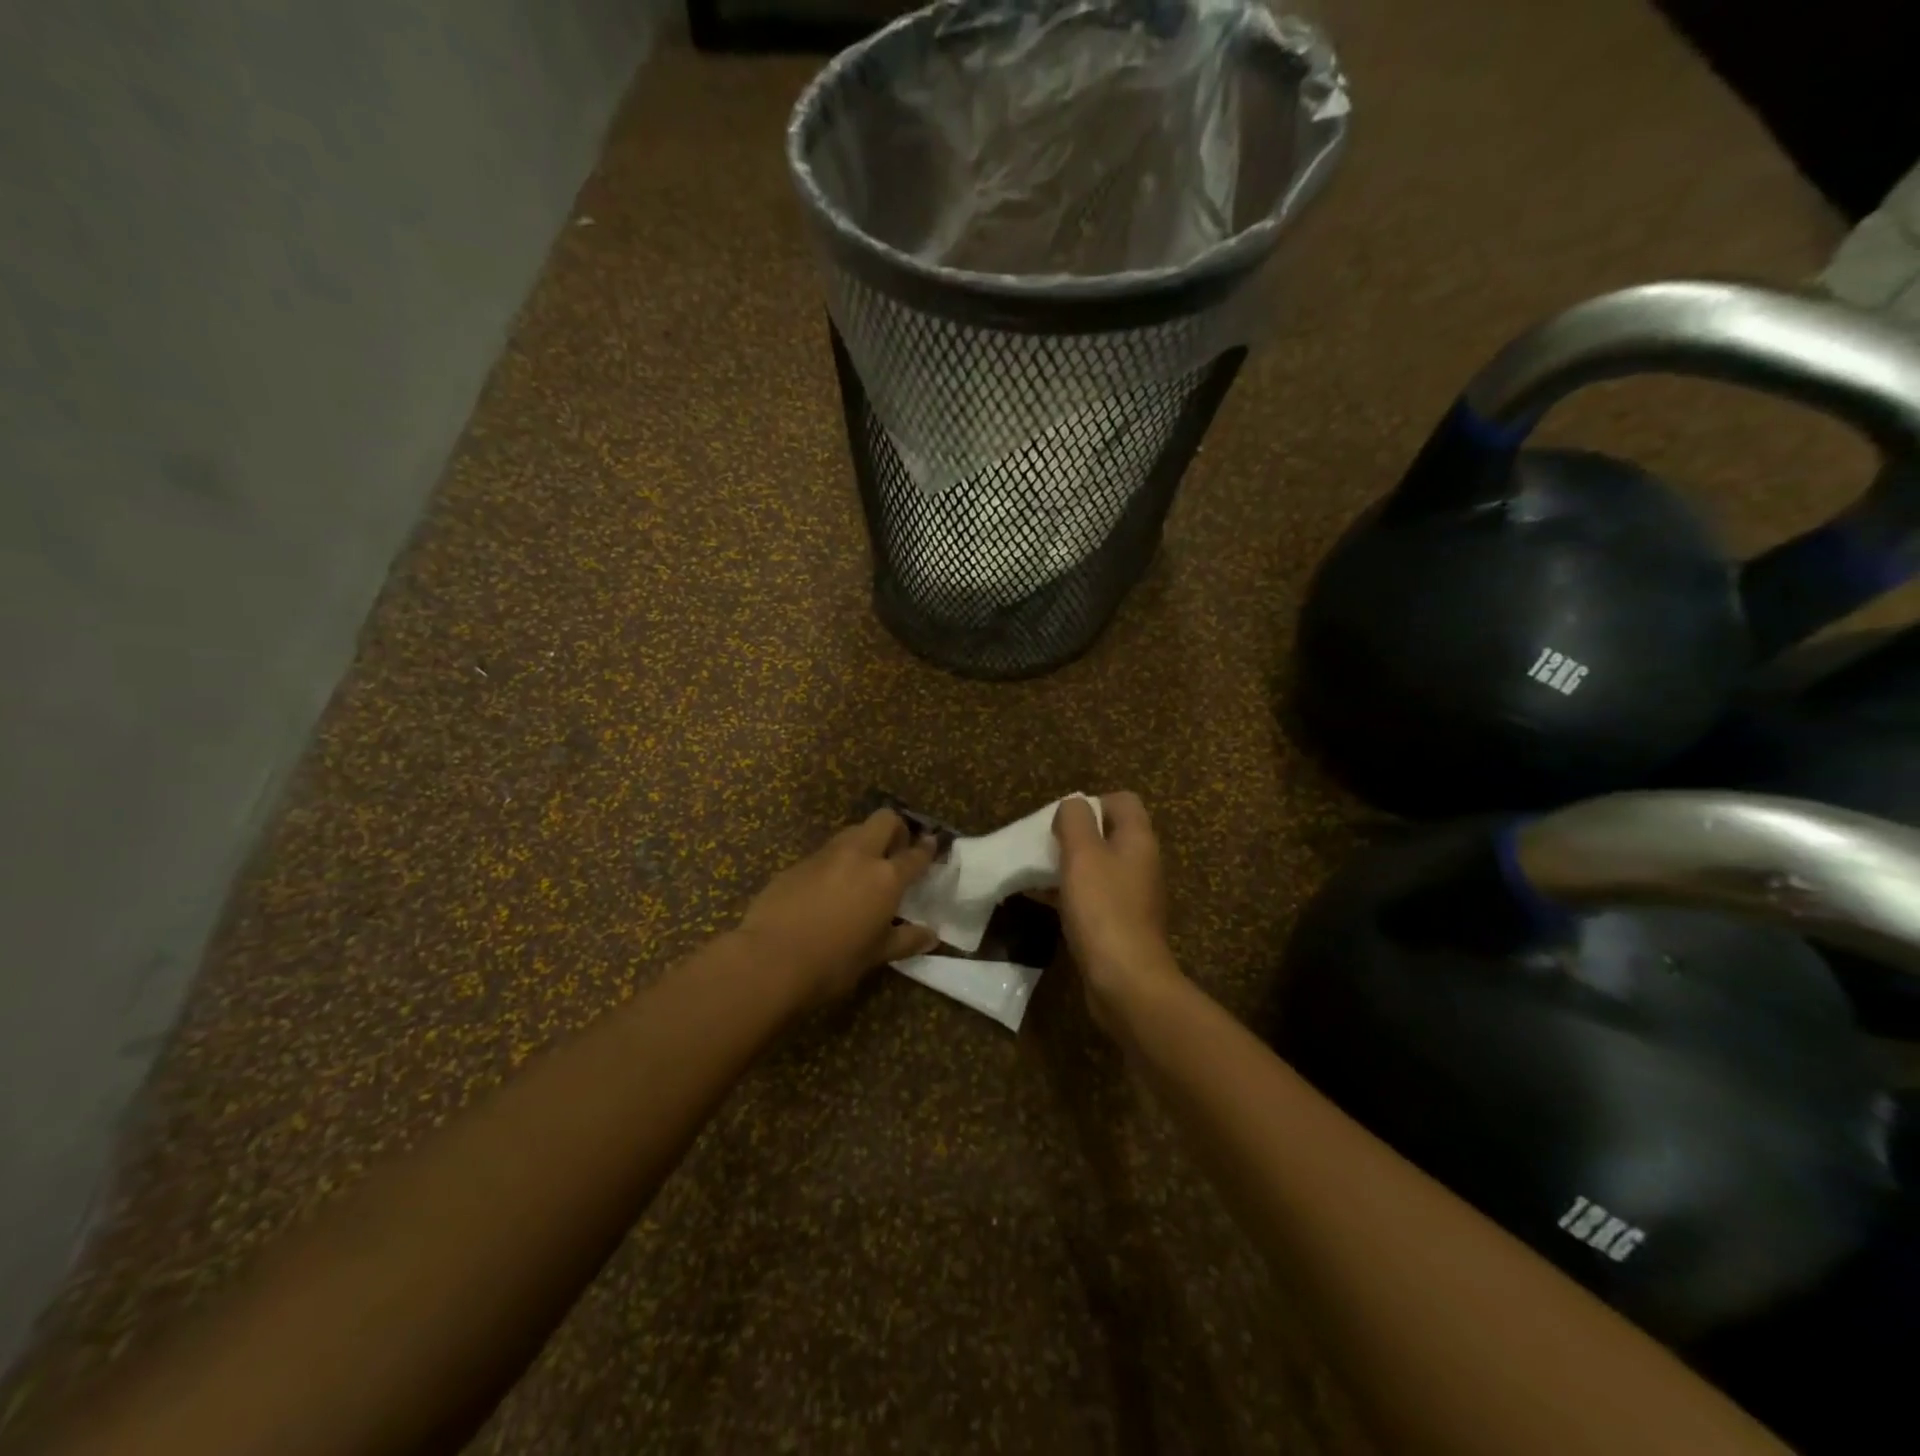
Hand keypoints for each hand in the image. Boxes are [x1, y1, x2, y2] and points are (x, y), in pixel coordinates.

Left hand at [737, 810, 939, 1008]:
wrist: (769, 960)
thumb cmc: (833, 962)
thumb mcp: (875, 955)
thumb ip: (905, 940)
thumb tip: (931, 936)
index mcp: (885, 877)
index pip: (914, 854)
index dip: (926, 848)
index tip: (932, 844)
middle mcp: (858, 856)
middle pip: (884, 820)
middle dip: (895, 828)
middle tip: (896, 851)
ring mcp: (824, 856)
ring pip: (852, 832)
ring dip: (864, 842)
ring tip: (863, 870)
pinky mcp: (796, 864)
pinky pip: (825, 854)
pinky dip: (835, 862)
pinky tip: (828, 889)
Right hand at [1053, 792, 1182, 1030]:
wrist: (1124, 980)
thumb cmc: (1103, 908)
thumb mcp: (1083, 854)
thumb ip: (1075, 821)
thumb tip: (1072, 805)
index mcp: (1138, 840)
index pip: (1122, 801)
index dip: (1092, 801)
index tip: (1062, 819)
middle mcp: (1139, 863)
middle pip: (1106, 833)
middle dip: (1072, 834)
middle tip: (1042, 843)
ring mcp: (1130, 895)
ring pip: (1095, 866)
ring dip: (1065, 863)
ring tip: (1031, 868)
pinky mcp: (1116, 923)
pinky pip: (1089, 895)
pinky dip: (1065, 891)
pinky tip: (1035, 897)